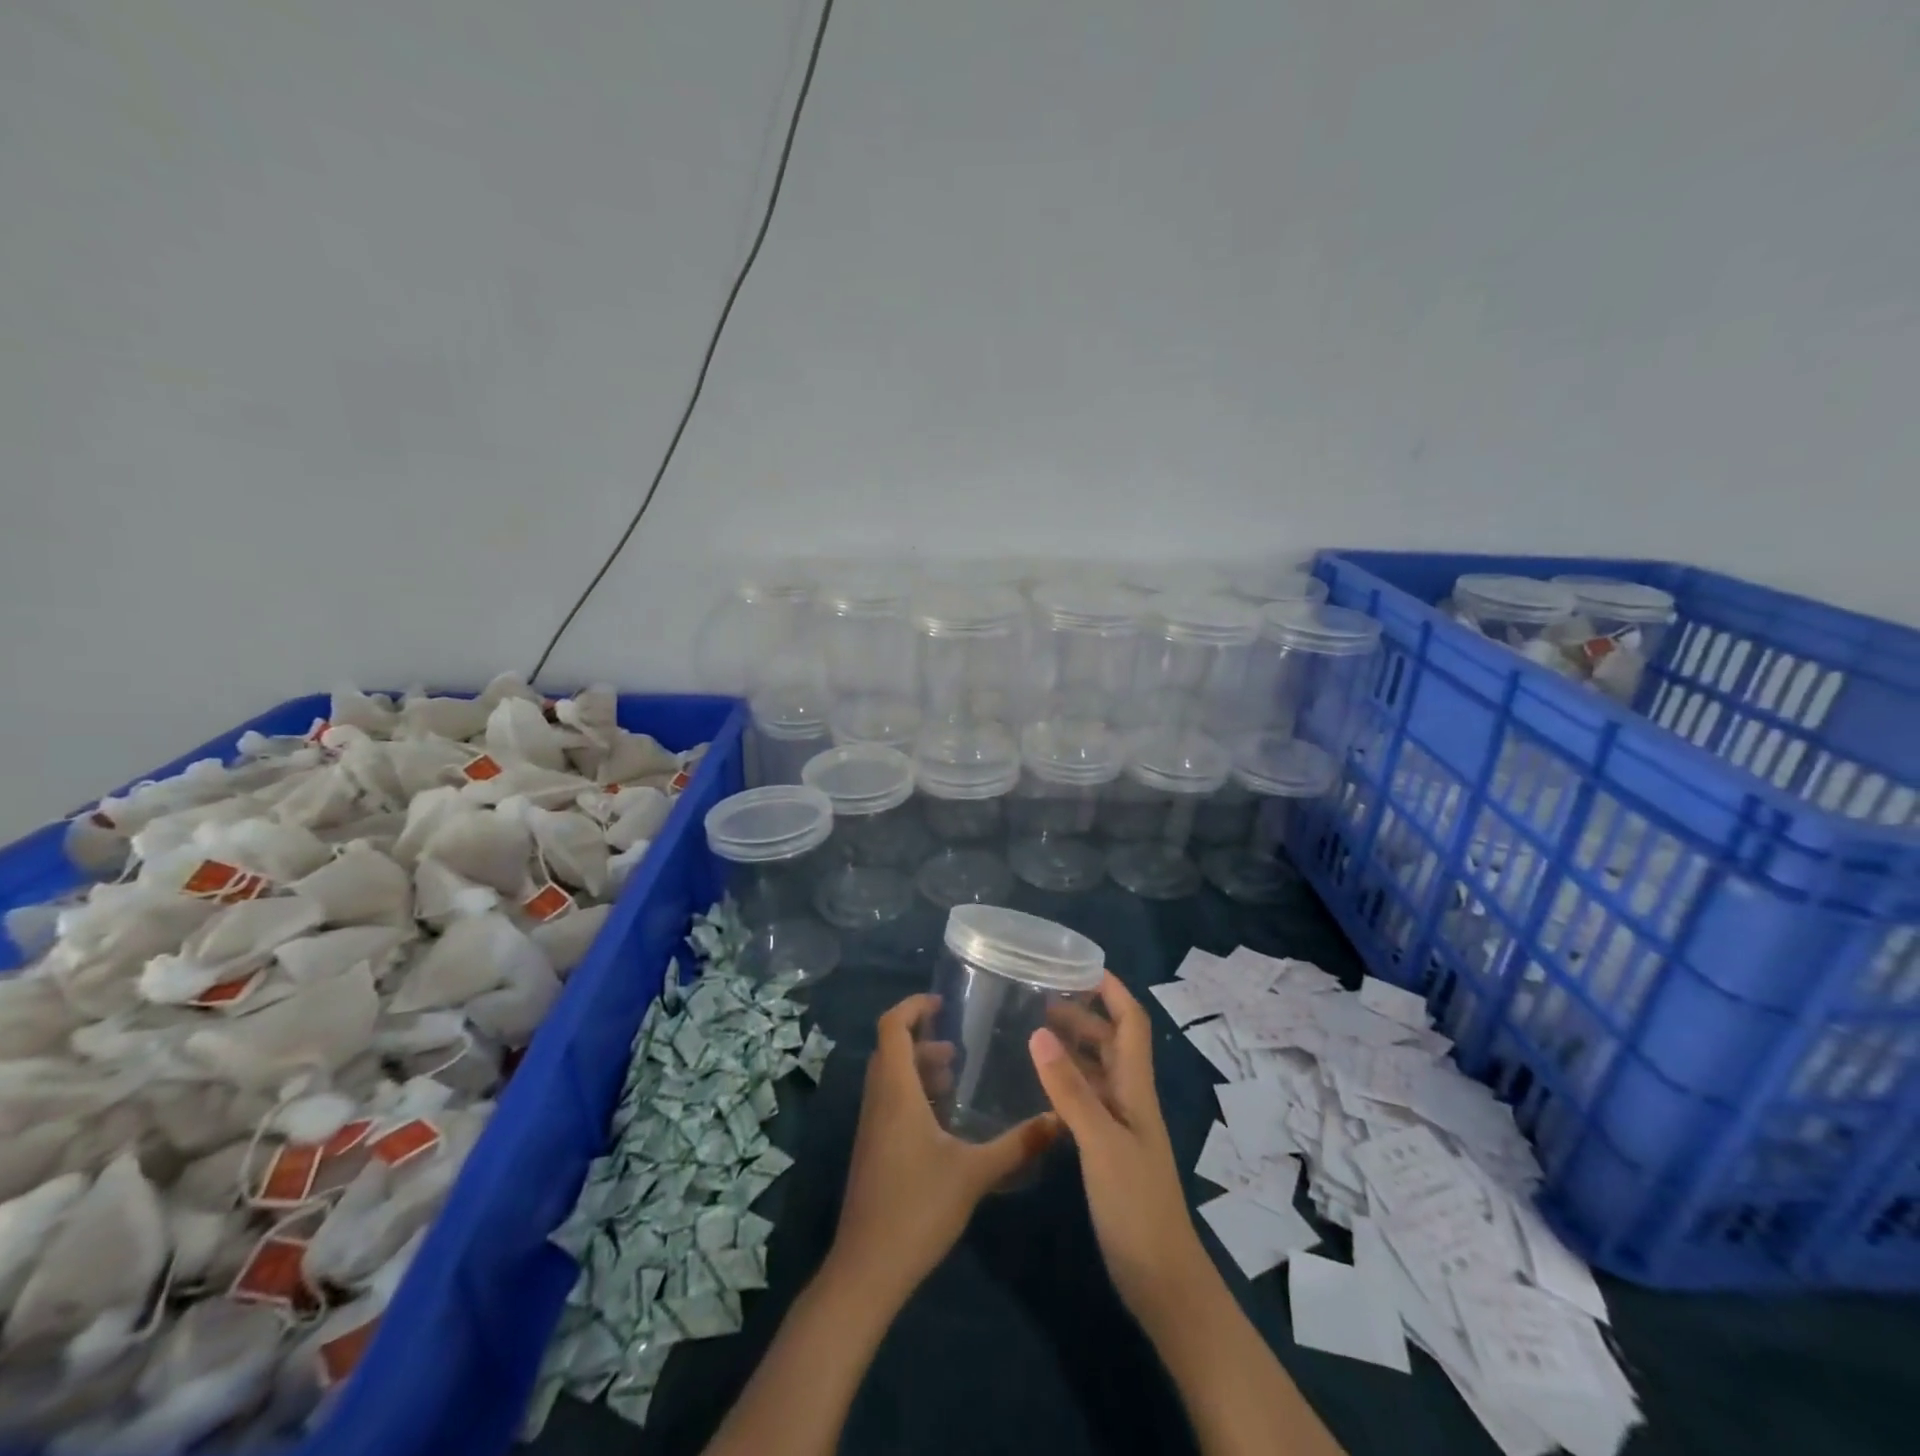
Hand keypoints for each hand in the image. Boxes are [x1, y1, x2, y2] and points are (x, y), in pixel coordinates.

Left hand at [829, 993, 1057, 1307]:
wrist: (867, 1269)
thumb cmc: (918, 1208)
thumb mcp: (975, 1173)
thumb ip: (1017, 1144)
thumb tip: (1058, 1117)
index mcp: (896, 1091)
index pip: (891, 1027)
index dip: (912, 1006)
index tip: (942, 1003)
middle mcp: (878, 1100)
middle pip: (890, 1049)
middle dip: (921, 1038)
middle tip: (959, 1047)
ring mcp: (871, 1126)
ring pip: (889, 1077)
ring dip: (918, 1067)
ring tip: (955, 1078)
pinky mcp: (872, 1149)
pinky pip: (888, 1101)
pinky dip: (912, 1093)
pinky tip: (942, 1120)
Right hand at [1029, 973, 1207, 1322]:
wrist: (1162, 1280)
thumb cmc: (1136, 1205)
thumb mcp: (1100, 1143)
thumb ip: (1070, 1089)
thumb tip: (1040, 1031)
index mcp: (1135, 1088)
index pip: (1131, 1023)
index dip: (1112, 991)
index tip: (1080, 966)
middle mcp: (1130, 1099)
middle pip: (1111, 1042)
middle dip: (1083, 1014)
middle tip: (1039, 999)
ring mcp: (1120, 1126)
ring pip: (1098, 1071)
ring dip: (1072, 1047)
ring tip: (1033, 1032)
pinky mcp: (1108, 1151)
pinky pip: (1087, 1101)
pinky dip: (1066, 1083)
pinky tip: (1039, 1086)